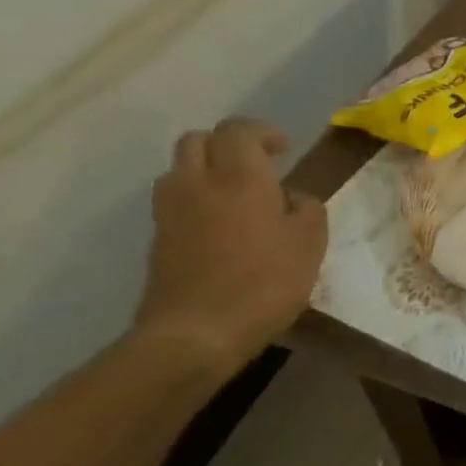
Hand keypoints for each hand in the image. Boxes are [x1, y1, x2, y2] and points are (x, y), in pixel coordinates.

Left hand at [136, 117, 327, 379]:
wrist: (194, 335)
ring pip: (178, 169)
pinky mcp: (156, 241)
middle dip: (226, 144)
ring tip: (232, 193)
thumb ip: (307, 208)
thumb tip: (292, 198)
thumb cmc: (263, 282)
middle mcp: (198, 182)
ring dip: (204, 170)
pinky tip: (217, 227)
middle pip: (198, 140)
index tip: (284, 150)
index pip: (239, 129)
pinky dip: (193, 201)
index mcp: (240, 175)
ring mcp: (170, 212)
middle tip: (255, 164)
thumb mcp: (309, 243)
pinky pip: (173, 203)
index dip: (263, 132)